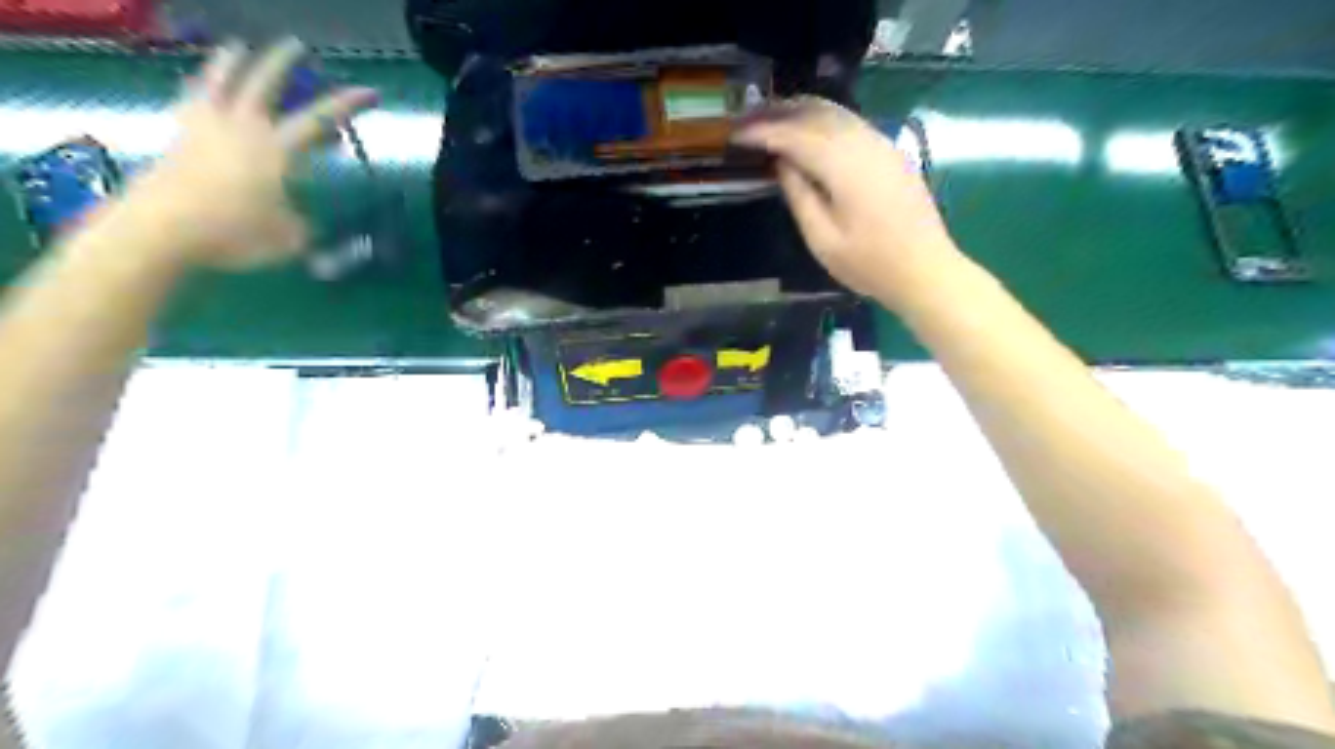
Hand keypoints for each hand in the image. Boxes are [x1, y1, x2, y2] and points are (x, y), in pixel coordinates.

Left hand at [127, 37, 377, 271]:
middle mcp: (243, 129)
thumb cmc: (236, 234)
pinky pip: (191, 102)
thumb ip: (301, 223)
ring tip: (238, 48)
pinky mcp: (179, 139)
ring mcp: (206, 129)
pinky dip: (200, 90)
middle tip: (296, 46)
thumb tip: (303, 220)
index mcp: (277, 150)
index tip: (369, 91)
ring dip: (231, 63)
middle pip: (264, 84)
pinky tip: (202, 87)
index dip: (346, 105)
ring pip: (220, 83)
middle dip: (283, 63)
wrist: (163, 230)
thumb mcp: (289, 238)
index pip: (320, 120)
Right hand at [729, 95, 958, 305]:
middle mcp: (864, 144)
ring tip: (770, 117)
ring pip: (836, 112)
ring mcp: (881, 144)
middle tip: (747, 119)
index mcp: (844, 166)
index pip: (795, 136)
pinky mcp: (890, 152)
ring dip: (801, 110)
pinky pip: (851, 122)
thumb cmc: (869, 264)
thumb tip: (782, 163)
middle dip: (778, 112)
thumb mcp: (823, 240)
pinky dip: (823, 119)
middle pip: (816, 113)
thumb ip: (800, 196)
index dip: (763, 133)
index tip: (735, 135)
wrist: (925, 269)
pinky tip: (808, 130)